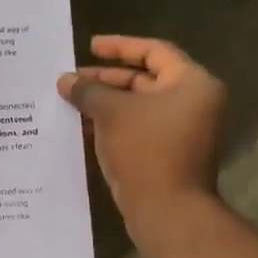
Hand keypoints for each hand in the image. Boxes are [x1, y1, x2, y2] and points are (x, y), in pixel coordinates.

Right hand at [58, 35, 227, 226]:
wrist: (167, 210)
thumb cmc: (145, 149)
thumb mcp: (111, 112)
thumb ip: (88, 91)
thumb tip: (65, 80)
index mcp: (191, 84)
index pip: (154, 51)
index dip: (120, 46)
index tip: (89, 46)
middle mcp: (192, 103)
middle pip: (144, 79)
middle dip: (105, 78)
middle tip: (71, 79)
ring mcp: (181, 131)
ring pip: (137, 106)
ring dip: (104, 102)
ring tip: (69, 101)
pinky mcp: (167, 154)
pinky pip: (136, 128)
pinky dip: (111, 124)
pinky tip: (80, 126)